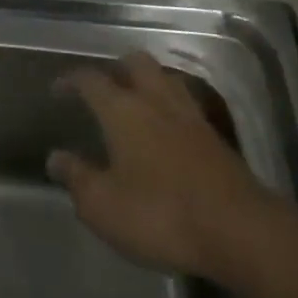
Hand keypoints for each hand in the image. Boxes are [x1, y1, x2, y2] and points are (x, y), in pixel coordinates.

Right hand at [48, 51, 286, 281]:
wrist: (242, 234)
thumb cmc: (161, 215)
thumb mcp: (103, 206)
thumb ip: (76, 178)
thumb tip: (55, 158)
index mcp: (122, 110)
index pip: (90, 80)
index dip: (70, 80)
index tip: (58, 90)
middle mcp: (156, 101)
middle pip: (136, 63)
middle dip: (116, 68)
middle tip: (103, 87)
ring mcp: (191, 118)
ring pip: (166, 80)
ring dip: (149, 83)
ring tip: (136, 101)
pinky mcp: (218, 140)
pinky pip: (188, 107)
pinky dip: (172, 108)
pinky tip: (168, 130)